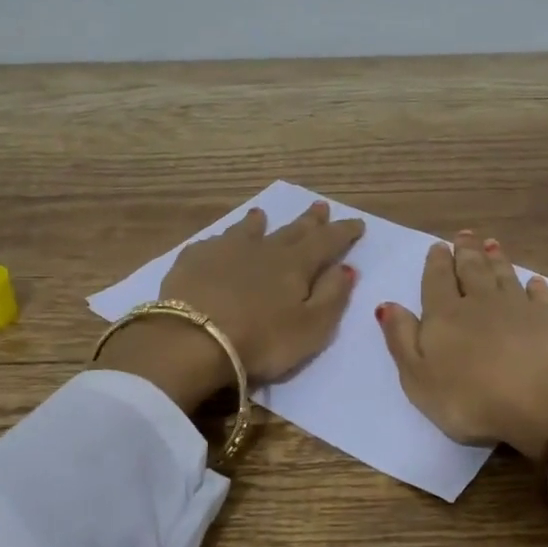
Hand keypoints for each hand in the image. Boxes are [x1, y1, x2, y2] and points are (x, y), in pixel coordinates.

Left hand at [96, 201, 364, 409]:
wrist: (191, 340)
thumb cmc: (261, 341)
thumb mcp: (311, 328)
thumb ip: (332, 297)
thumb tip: (347, 268)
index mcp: (295, 265)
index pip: (326, 242)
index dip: (343, 232)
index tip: (356, 222)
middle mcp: (263, 249)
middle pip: (291, 231)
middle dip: (309, 220)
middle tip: (319, 206)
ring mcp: (225, 251)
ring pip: (248, 230)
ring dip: (259, 222)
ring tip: (262, 214)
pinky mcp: (193, 260)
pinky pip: (214, 243)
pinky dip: (223, 239)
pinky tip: (219, 241)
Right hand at [376, 231, 547, 457]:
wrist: (545, 401)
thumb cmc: (471, 398)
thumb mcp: (419, 377)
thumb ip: (402, 339)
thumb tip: (387, 305)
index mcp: (445, 315)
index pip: (437, 281)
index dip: (437, 263)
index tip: (438, 246)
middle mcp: (481, 303)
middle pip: (472, 270)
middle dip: (466, 252)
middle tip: (464, 235)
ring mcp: (520, 308)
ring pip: (504, 276)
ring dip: (497, 260)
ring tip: (491, 244)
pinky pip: (541, 296)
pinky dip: (536, 286)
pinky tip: (534, 281)